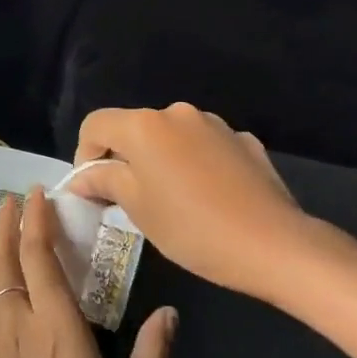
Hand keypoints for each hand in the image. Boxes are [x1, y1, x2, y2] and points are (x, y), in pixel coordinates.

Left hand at [0, 189, 178, 357]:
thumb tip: (169, 312)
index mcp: (58, 332)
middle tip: (14, 201)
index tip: (38, 193)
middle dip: (7, 226)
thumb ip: (153, 353)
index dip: (37, 220)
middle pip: (4, 264)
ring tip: (2, 232)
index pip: (39, 258)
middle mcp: (18, 332)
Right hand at [71, 103, 323, 301]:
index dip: (85, 155)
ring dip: (161, 160)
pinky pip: (204, 147)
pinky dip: (194, 164)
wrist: (274, 244)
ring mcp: (214, 124)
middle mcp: (177, 113)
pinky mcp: (243, 141)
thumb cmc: (192, 228)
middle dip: (124, 159)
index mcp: (145, 126)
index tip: (94, 190)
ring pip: (171, 137)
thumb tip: (83, 177)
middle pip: (134, 128)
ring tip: (172, 201)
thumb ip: (105, 181)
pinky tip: (208, 197)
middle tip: (129, 201)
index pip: (95, 124)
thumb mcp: (138, 208)